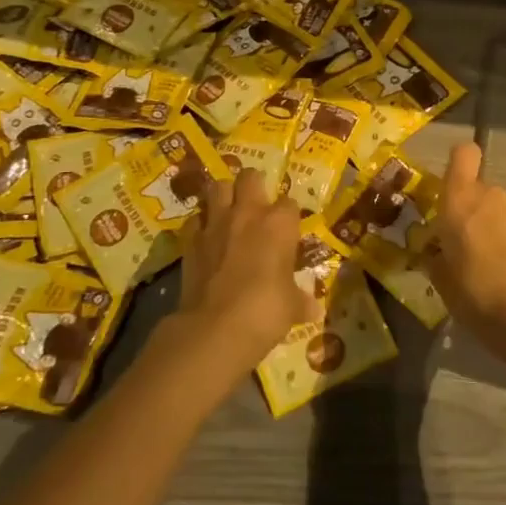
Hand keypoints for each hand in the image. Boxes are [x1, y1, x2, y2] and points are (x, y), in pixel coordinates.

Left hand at [173, 169, 314, 374]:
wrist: (216, 327)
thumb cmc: (266, 311)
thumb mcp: (292, 308)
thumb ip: (301, 301)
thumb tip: (315, 309)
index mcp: (279, 223)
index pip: (290, 203)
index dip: (289, 216)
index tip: (288, 230)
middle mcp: (248, 213)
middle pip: (250, 177)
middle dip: (253, 185)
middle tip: (256, 204)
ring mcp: (215, 224)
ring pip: (217, 187)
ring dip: (223, 195)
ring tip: (228, 211)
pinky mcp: (190, 241)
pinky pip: (195, 220)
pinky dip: (201, 225)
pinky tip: (206, 239)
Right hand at [431, 143, 505, 354]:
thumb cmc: (472, 292)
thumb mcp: (440, 278)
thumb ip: (437, 255)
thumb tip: (438, 251)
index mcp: (460, 200)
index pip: (464, 154)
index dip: (460, 162)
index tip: (454, 185)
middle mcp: (492, 195)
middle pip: (481, 188)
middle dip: (475, 209)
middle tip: (469, 243)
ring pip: (504, 208)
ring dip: (498, 224)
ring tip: (496, 260)